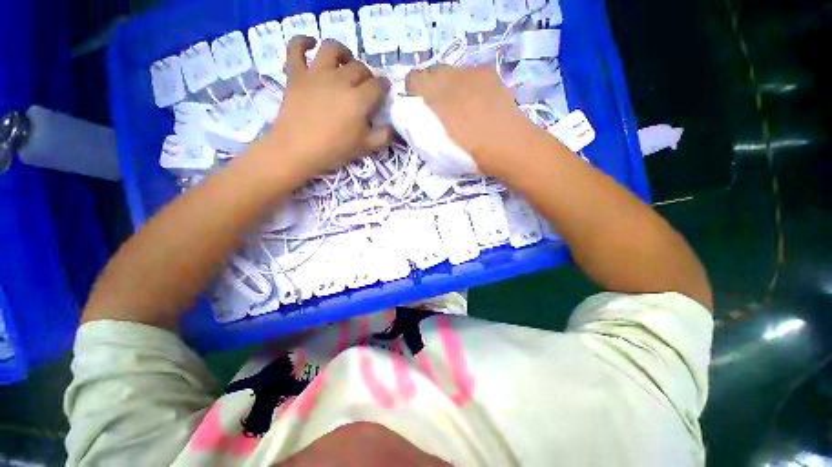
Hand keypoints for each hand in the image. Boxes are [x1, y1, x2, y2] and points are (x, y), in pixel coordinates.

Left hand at [264, 37, 392, 177]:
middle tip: (365, 87)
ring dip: (343, 53)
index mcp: (359, 99)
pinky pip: (296, 47)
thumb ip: (383, 136)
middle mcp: (340, 79)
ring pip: (332, 49)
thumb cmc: (334, 150)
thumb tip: (393, 127)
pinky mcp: (296, 74)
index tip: (384, 93)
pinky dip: (302, 41)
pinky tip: (310, 44)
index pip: (378, 85)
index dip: (384, 87)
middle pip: (359, 67)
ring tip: (345, 63)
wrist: (297, 150)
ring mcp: (316, 73)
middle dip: (367, 75)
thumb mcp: (365, 147)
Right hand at [405, 65, 544, 178]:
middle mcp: (447, 76)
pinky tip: (479, 104)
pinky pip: (470, 75)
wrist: (506, 146)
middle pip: (431, 72)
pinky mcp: (487, 73)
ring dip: (450, 87)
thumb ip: (418, 129)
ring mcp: (469, 71)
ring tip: (463, 108)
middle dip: (430, 88)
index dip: (413, 93)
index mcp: (430, 96)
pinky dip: (468, 86)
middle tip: (440, 110)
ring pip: (451, 73)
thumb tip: (414, 117)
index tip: (419, 108)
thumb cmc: (465, 154)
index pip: (412, 79)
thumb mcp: (432, 150)